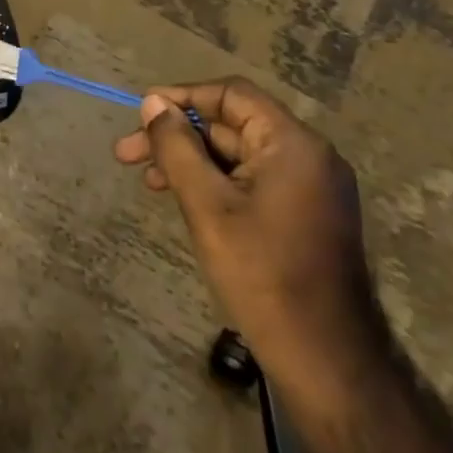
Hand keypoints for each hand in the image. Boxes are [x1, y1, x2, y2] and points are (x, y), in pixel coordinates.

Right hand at [113, 79, 382, 402]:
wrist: (324, 357)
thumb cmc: (262, 273)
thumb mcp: (207, 204)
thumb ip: (177, 147)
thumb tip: (153, 104)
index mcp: (292, 144)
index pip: (231, 95)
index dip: (182, 97)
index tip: (141, 114)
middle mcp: (307, 155)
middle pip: (231, 124)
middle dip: (177, 135)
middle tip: (127, 155)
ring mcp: (309, 186)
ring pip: (237, 154)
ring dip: (189, 160)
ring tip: (147, 180)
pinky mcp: (303, 213)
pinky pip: (251, 179)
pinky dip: (213, 181)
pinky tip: (182, 198)